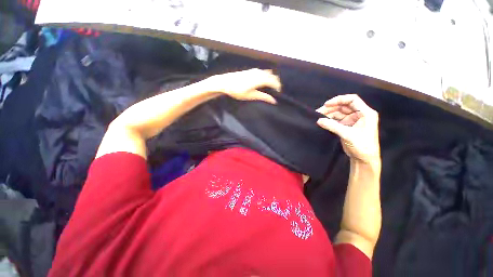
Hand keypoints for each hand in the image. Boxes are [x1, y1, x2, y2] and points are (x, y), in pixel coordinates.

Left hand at [207, 68, 280, 103]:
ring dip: (272, 78)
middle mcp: (258, 73)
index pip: (273, 81)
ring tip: (273, 86)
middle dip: (276, 82)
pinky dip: (267, 76)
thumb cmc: (237, 91)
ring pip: (268, 73)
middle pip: (272, 76)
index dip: (277, 86)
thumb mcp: (250, 95)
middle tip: (277, 90)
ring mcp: (254, 70)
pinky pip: (263, 71)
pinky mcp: (251, 70)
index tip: (279, 92)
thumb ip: (263, 97)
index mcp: (259, 80)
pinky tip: (265, 80)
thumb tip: (273, 101)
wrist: (225, 82)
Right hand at [316, 94, 379, 162]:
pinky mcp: (347, 126)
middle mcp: (359, 114)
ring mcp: (353, 120)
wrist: (364, 159)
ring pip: (339, 113)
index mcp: (365, 113)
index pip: (352, 100)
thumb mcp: (347, 134)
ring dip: (329, 114)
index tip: (326, 104)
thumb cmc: (362, 146)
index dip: (339, 100)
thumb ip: (333, 126)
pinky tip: (323, 121)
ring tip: (318, 117)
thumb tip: (319, 120)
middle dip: (331, 108)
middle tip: (318, 112)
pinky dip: (330, 120)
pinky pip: (337, 120)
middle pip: (343, 106)